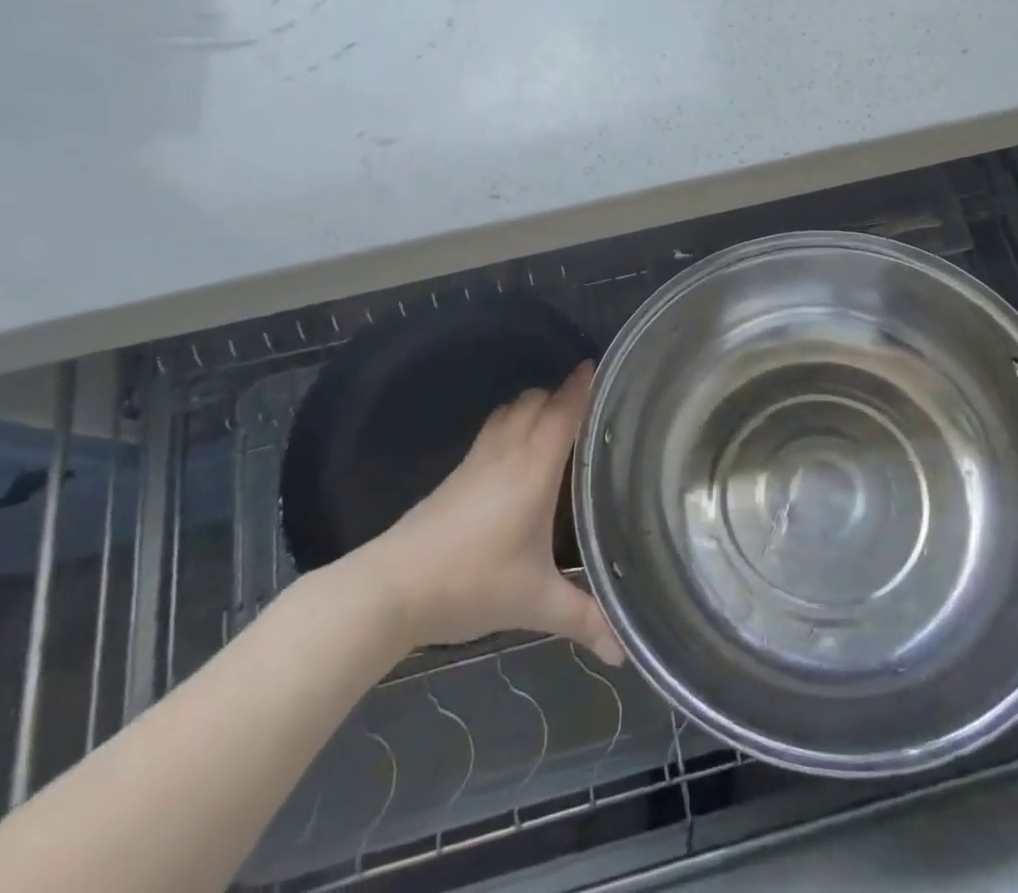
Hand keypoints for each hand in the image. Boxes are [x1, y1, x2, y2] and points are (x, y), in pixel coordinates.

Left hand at [352, 361, 624, 664]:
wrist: (393, 586)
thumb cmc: (471, 584)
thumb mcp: (535, 603)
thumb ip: (583, 619)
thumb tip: (624, 652)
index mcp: (533, 469)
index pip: (562, 413)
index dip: (581, 387)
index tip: (599, 366)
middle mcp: (508, 452)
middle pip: (536, 401)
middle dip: (562, 393)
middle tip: (590, 401)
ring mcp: (478, 459)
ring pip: (511, 410)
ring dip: (534, 404)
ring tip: (558, 419)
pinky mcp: (457, 473)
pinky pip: (493, 428)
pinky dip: (512, 422)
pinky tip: (518, 450)